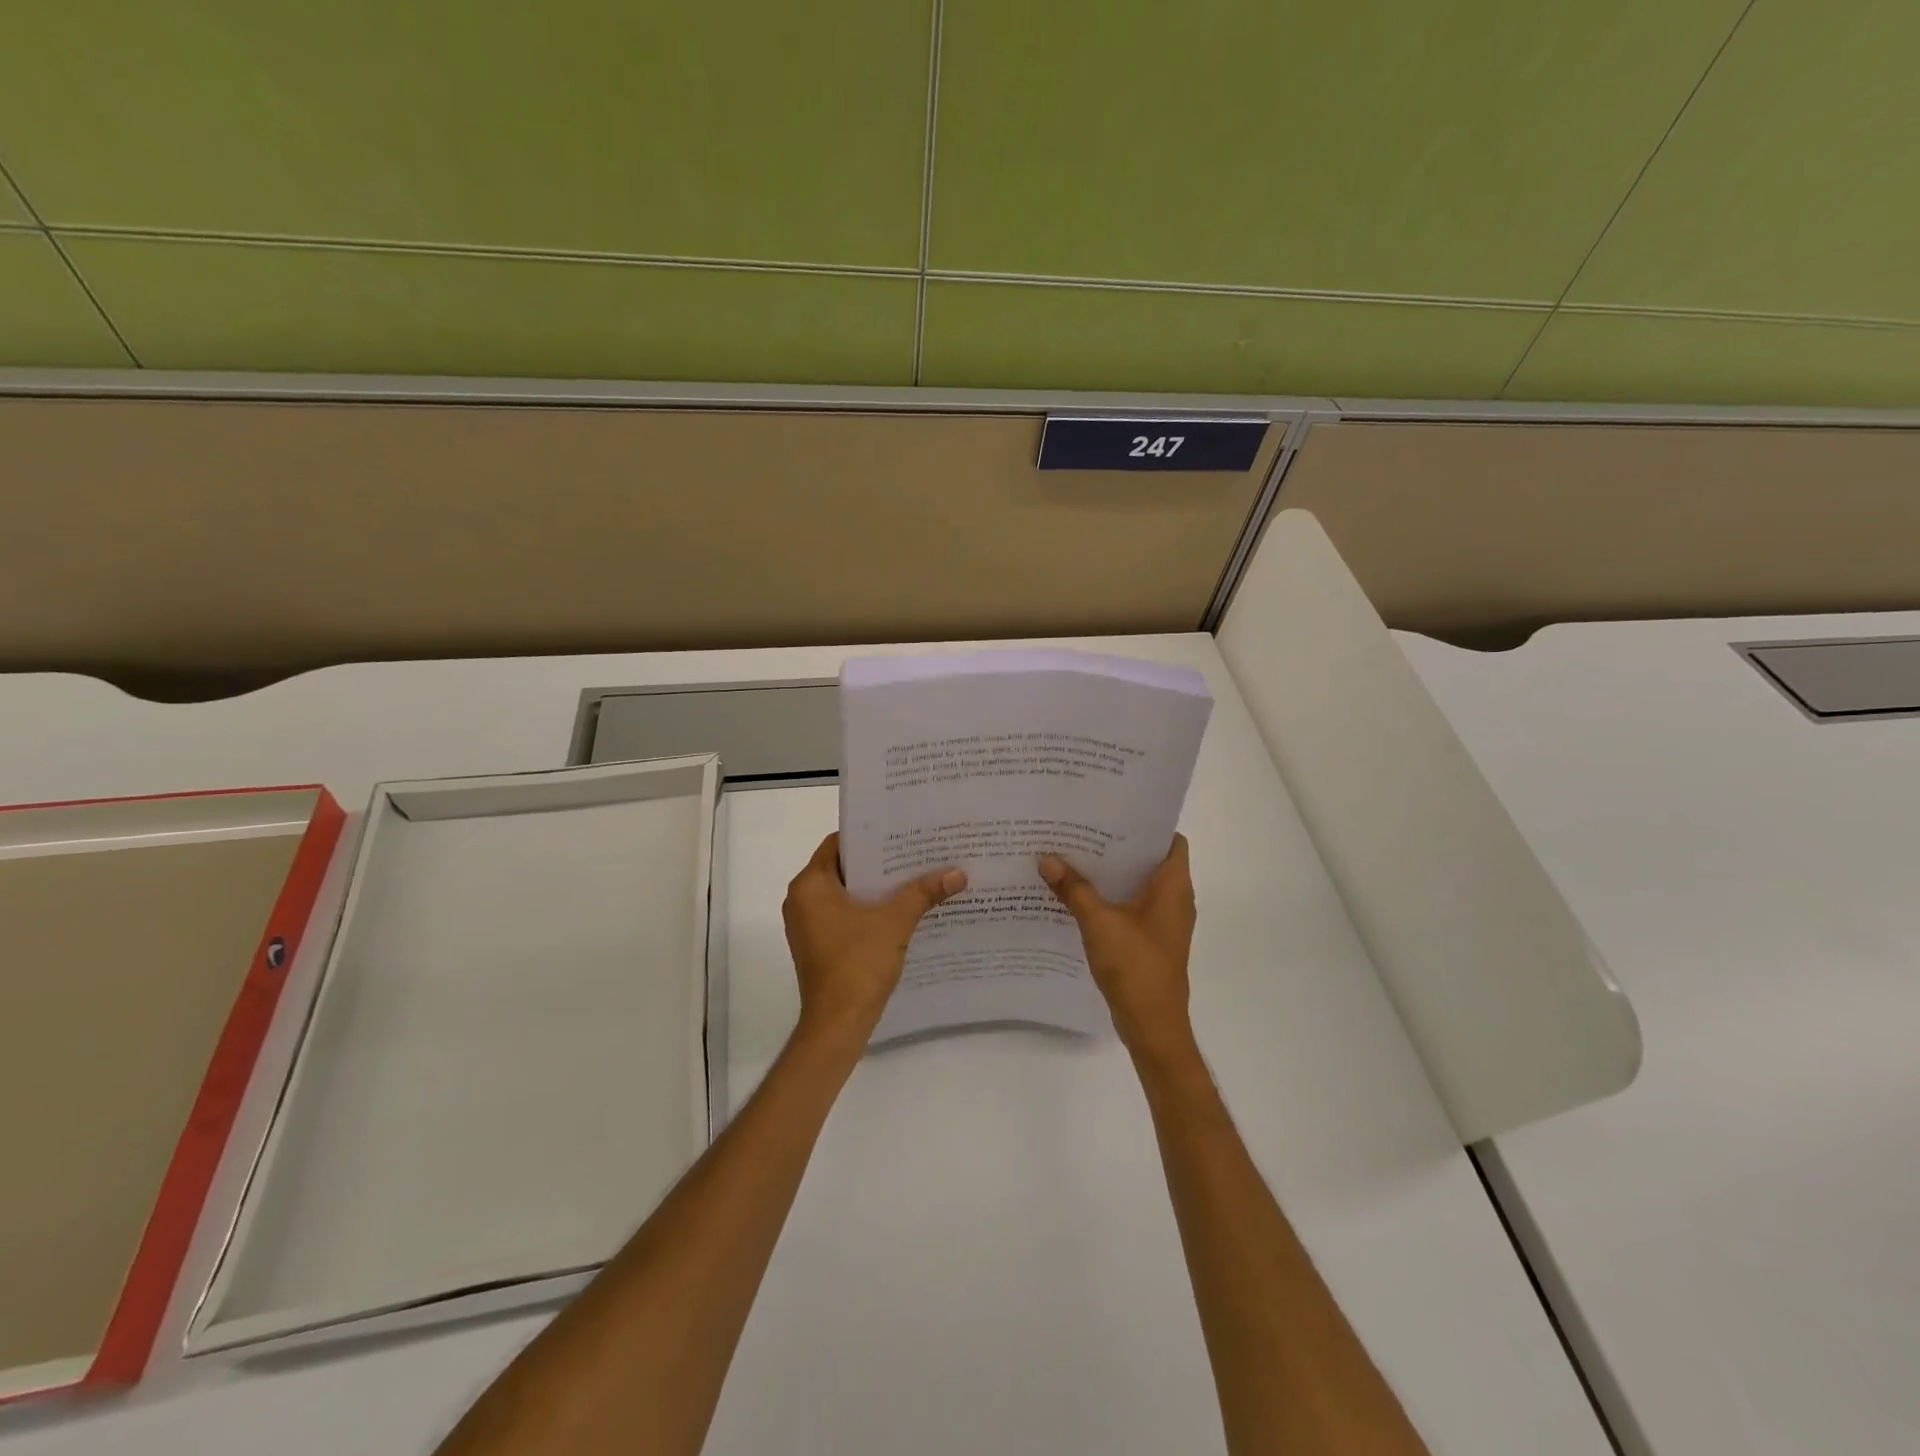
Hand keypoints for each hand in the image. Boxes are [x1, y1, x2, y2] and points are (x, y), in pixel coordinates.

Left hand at [783, 833, 966, 1048]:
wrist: (838, 1024)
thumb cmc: (858, 963)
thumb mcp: (896, 922)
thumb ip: (924, 892)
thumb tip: (959, 873)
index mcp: (809, 885)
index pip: (838, 844)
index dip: (870, 836)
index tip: (900, 831)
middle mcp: (801, 899)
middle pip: (843, 868)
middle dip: (879, 863)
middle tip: (915, 852)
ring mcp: (807, 925)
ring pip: (845, 894)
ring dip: (875, 888)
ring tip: (914, 877)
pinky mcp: (818, 945)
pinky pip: (844, 915)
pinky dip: (868, 910)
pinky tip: (900, 910)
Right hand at [1039, 835, 1196, 1062]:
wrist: (1152, 1024)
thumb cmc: (1135, 966)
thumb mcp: (1098, 922)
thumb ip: (1073, 888)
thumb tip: (1046, 858)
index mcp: (1173, 887)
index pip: (1171, 840)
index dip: (1147, 824)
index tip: (1115, 812)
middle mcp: (1175, 899)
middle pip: (1151, 861)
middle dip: (1119, 846)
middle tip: (1084, 829)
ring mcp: (1165, 922)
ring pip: (1140, 885)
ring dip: (1113, 873)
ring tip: (1077, 856)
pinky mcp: (1152, 940)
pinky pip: (1133, 907)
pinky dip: (1112, 898)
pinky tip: (1080, 895)